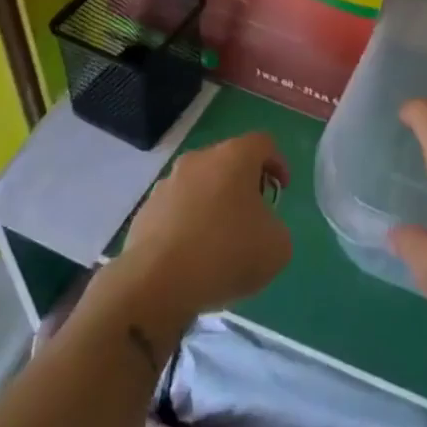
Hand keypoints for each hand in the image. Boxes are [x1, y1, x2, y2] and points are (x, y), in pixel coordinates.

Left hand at [118, 133, 291, 317]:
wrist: (157, 283)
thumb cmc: (227, 253)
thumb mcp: (277, 246)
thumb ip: (276, 227)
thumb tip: (259, 228)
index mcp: (234, 156)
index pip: (263, 143)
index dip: (278, 163)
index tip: (281, 190)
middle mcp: (198, 160)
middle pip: (228, 162)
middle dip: (244, 185)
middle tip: (253, 217)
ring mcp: (167, 184)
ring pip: (200, 186)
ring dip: (213, 205)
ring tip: (219, 243)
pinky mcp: (145, 211)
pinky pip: (176, 211)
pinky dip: (188, 225)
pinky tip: (192, 257)